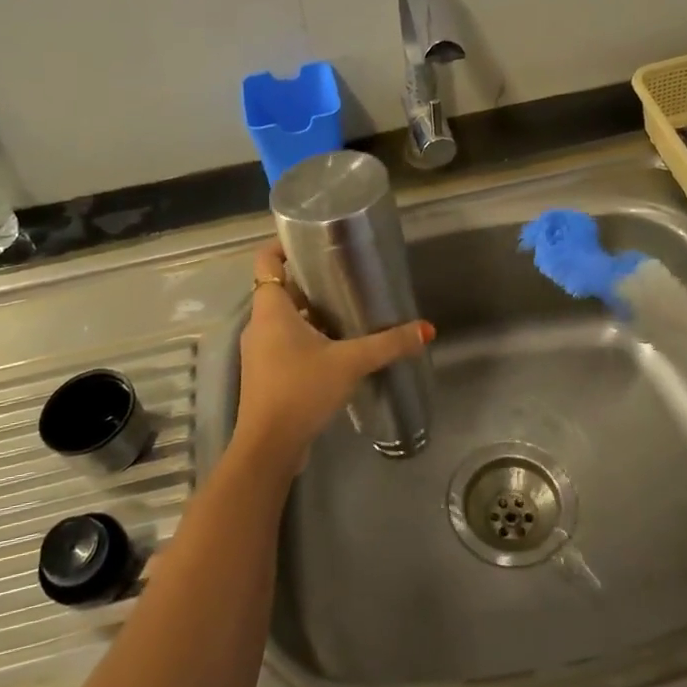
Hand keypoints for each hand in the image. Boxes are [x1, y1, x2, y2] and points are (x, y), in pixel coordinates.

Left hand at [232, 240, 434, 476]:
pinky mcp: (267, 374)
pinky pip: (286, 342)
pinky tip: (338, 347)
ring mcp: (260, 351)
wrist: (269, 447)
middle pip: (281, 289)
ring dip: (312, 312)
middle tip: (345, 276)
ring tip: (348, 309)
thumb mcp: (350, 362)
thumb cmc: (301, 390)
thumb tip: (426, 329)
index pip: (267, 259)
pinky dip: (308, 337)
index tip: (313, 239)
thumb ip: (388, 344)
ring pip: (285, 318)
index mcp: (270, 309)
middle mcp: (259, 325)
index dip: (285, 244)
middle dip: (311, 281)